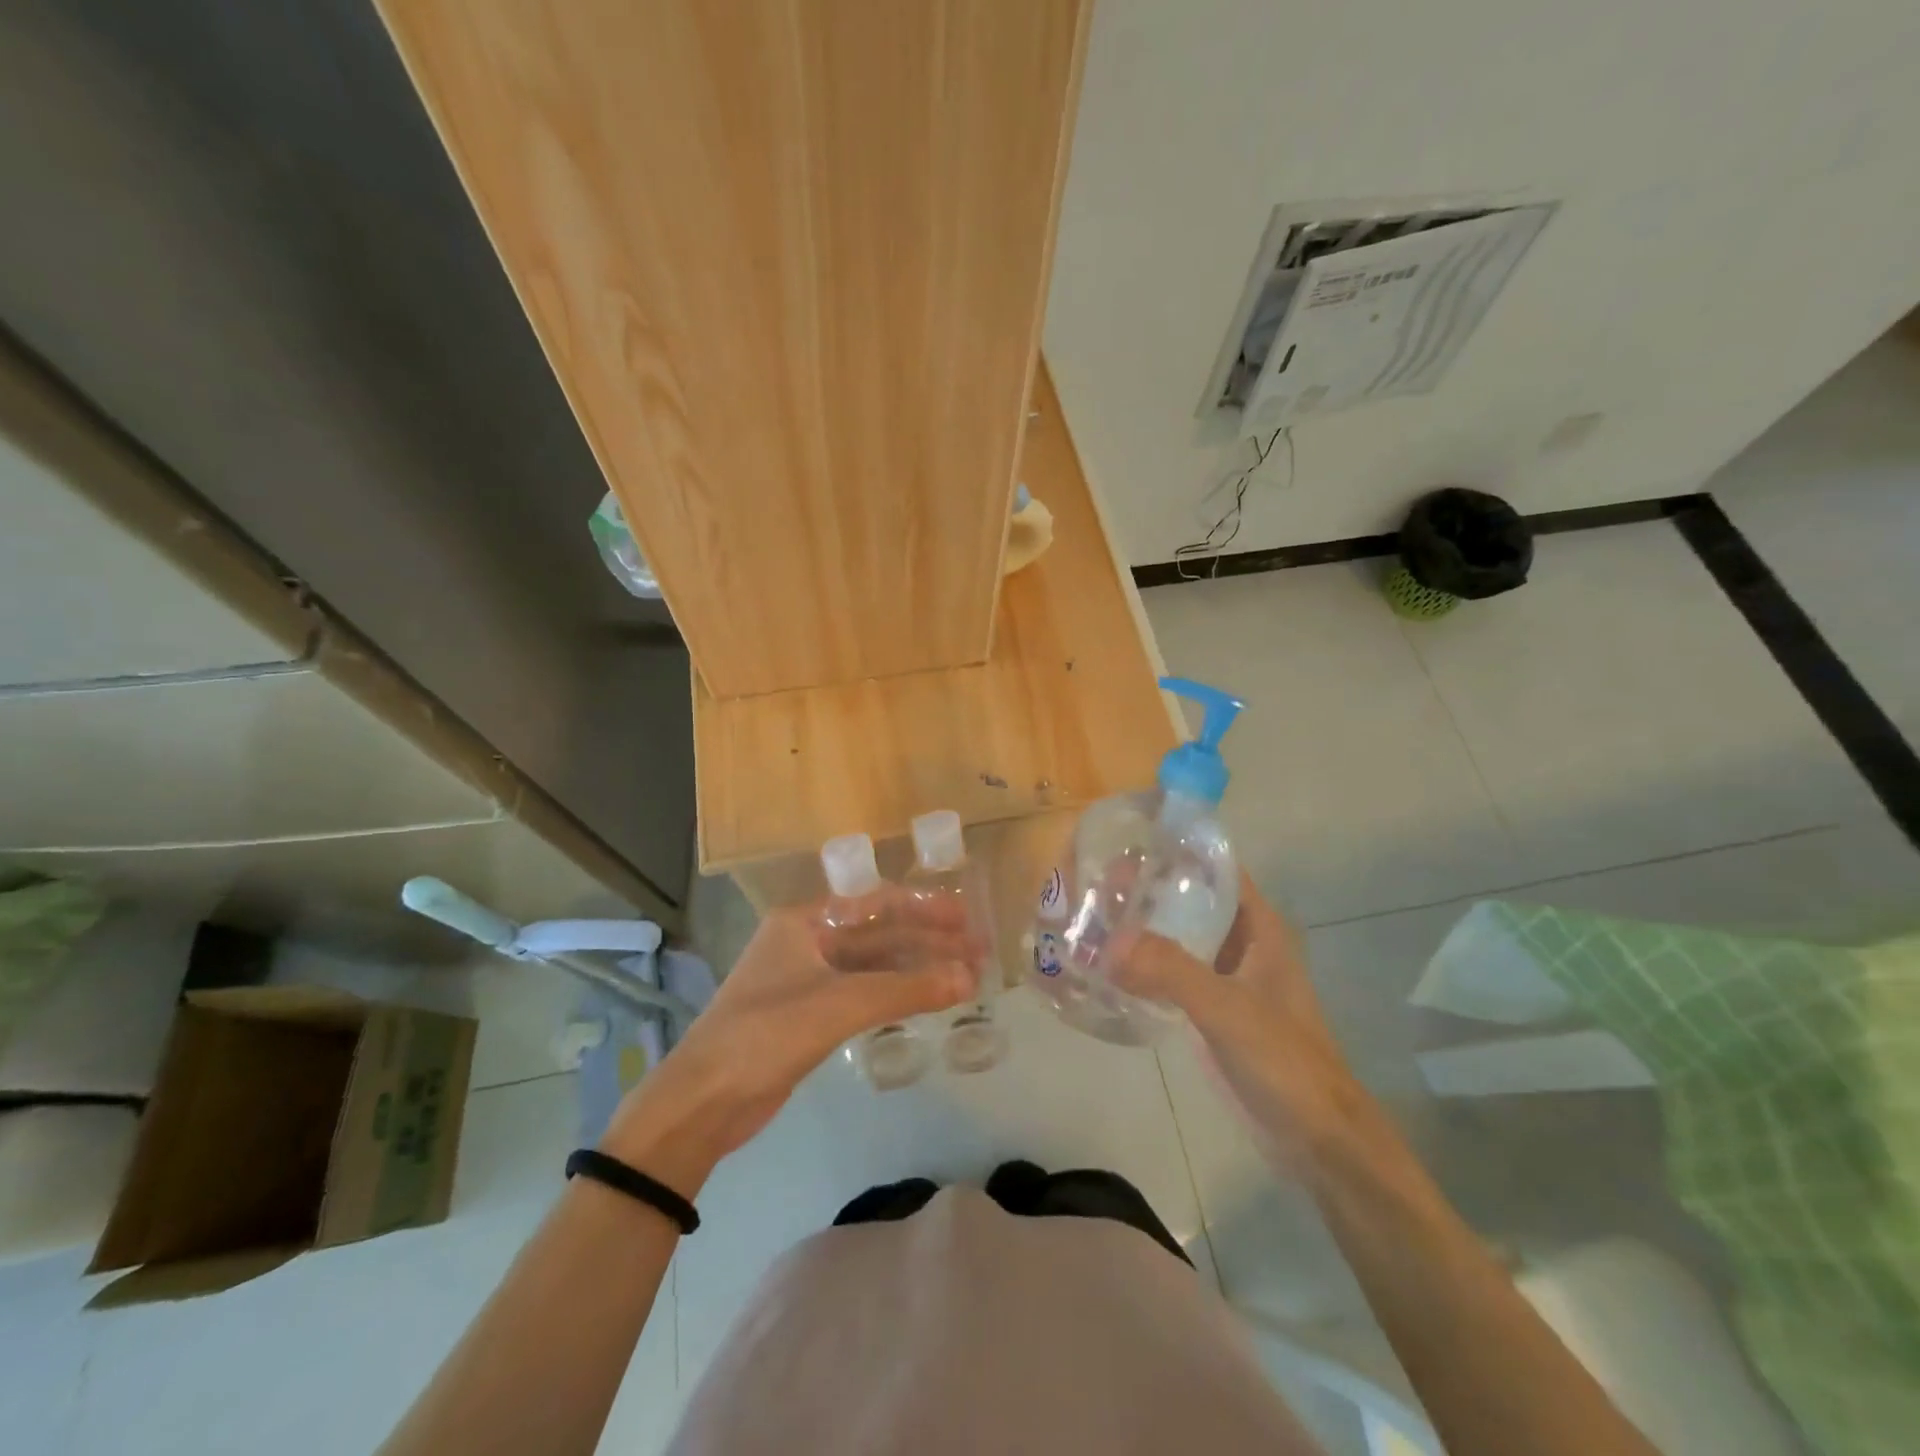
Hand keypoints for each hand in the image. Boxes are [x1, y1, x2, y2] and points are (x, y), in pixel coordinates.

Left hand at [602, 889, 978, 1194]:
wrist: (704, 1102)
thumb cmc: (766, 1034)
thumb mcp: (839, 1004)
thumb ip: (906, 989)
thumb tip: (969, 978)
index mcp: (804, 922)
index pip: (875, 902)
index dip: (923, 909)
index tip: (965, 919)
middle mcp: (807, 942)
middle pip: (878, 934)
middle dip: (927, 941)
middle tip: (977, 950)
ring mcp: (808, 980)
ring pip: (874, 967)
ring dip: (916, 970)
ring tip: (964, 976)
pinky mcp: (810, 1016)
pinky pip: (864, 995)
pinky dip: (896, 995)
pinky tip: (927, 999)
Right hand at [1115, 873, 1367, 1170]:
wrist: (1314, 1136)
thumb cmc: (1283, 1059)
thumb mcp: (1228, 1009)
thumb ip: (1171, 971)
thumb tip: (1108, 942)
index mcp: (1259, 927)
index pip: (1215, 869)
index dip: (1176, 851)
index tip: (1127, 842)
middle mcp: (1242, 943)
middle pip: (1191, 900)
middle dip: (1147, 889)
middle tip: (1094, 881)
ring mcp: (1226, 977)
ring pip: (1179, 937)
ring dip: (1142, 928)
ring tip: (1091, 915)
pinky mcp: (1211, 1008)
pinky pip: (1172, 973)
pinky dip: (1143, 965)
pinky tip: (1106, 964)